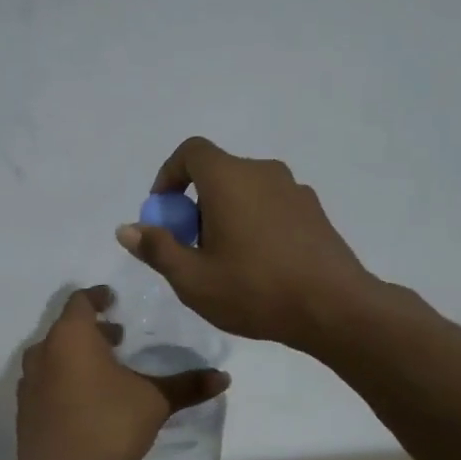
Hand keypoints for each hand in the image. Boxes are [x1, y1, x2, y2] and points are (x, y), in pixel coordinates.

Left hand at [15, 287, 229, 459]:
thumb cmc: (106, 425)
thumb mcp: (154, 402)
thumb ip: (186, 386)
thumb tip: (223, 377)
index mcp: (72, 336)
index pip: (81, 301)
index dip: (98, 296)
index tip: (113, 299)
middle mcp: (44, 351)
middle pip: (68, 328)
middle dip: (93, 330)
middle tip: (119, 338)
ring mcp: (29, 381)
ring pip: (55, 355)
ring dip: (78, 356)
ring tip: (106, 370)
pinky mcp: (25, 408)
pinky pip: (47, 381)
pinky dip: (65, 379)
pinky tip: (86, 400)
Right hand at [117, 136, 380, 350]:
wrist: (334, 308)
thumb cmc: (254, 290)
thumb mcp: (192, 279)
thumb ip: (157, 249)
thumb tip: (126, 229)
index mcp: (229, 178)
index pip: (191, 151)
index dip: (169, 175)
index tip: (164, 211)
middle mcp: (263, 172)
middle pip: (218, 173)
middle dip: (195, 204)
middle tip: (190, 248)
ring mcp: (294, 190)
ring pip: (246, 191)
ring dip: (226, 215)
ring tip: (225, 262)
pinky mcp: (314, 212)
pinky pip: (271, 206)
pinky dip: (254, 223)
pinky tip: (258, 266)